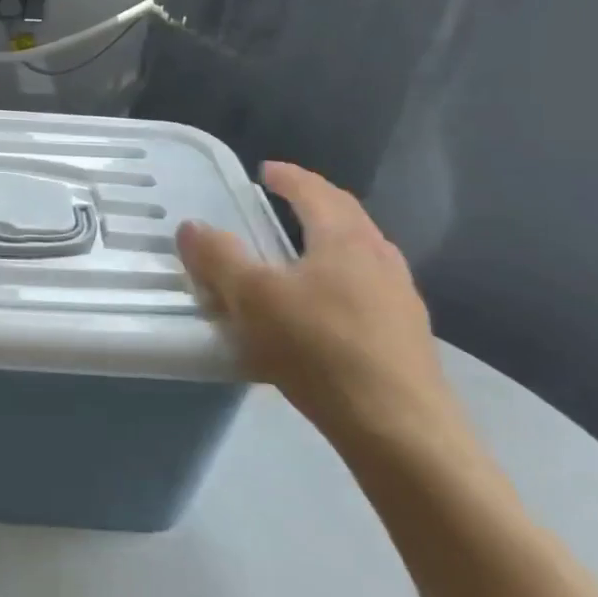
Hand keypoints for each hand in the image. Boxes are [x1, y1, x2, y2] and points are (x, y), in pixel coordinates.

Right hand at [177, 162, 464, 450]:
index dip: (289, 177)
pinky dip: (341, 281)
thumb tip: (192, 226)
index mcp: (345, 240)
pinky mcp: (405, 337)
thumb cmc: (319, 348)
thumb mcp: (252, 298)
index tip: (266, 169)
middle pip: (347, 218)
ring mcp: (400, 299)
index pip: (316, 192)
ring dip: (332, 242)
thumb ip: (219, 258)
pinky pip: (368, 291)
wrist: (397, 427)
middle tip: (285, 202)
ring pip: (363, 255)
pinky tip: (325, 309)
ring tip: (304, 253)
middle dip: (315, 203)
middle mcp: (379, 259)